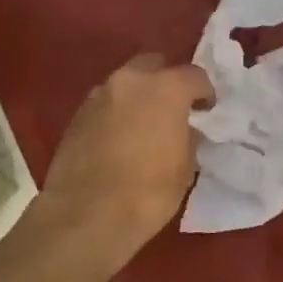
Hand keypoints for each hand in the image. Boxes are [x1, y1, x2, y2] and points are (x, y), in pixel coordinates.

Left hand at [38, 54, 214, 268]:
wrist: (86, 216)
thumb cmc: (147, 193)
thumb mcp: (184, 169)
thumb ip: (188, 138)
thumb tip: (183, 130)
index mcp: (165, 88)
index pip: (195, 75)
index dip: (204, 93)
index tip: (206, 111)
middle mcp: (130, 81)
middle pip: (154, 65)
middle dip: (166, 81)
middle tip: (173, 109)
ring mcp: (98, 95)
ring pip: (126, 84)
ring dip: (138, 97)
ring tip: (144, 126)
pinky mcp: (76, 115)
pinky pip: (105, 104)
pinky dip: (116, 114)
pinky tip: (119, 139)